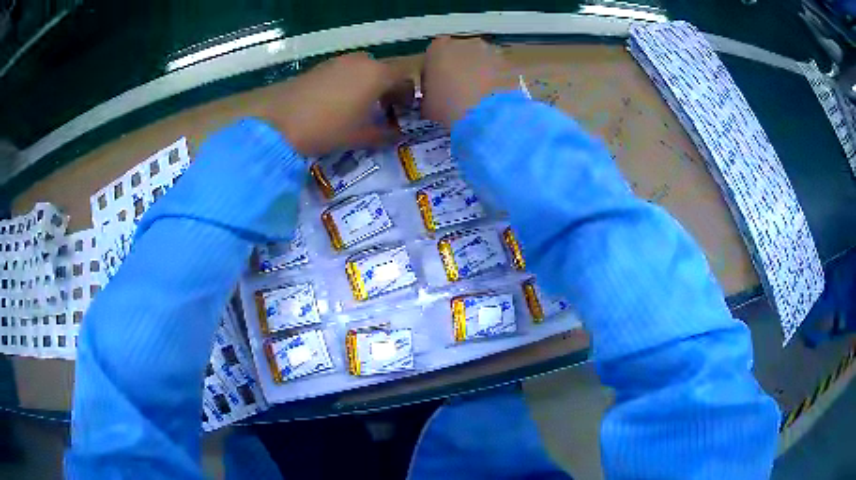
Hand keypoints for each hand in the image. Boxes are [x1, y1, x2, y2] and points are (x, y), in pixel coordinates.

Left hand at [259, 52, 412, 156]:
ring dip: (368, 86)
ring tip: (359, 108)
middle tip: (382, 112)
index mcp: (378, 74)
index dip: (408, 96)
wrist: (279, 122)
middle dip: (387, 90)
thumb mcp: (360, 137)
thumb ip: (385, 134)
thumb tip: (398, 134)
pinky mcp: (321, 66)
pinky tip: (337, 103)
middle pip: (384, 72)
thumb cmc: (327, 128)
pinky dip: (349, 83)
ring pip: (363, 70)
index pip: (405, 78)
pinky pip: (345, 71)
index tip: (403, 113)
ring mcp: (339, 61)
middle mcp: (362, 61)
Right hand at [421, 36, 516, 126]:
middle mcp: (466, 42)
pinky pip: (501, 73)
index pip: (434, 55)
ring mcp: (492, 52)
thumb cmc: (447, 109)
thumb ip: (429, 94)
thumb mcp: (426, 105)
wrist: (486, 119)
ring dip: (482, 74)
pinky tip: (496, 102)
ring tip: (481, 99)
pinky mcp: (513, 66)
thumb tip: (435, 97)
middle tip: (461, 94)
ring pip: (484, 61)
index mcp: (439, 48)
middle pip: (462, 53)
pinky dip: (499, 83)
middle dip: (462, 69)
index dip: (436, 72)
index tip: (438, 89)